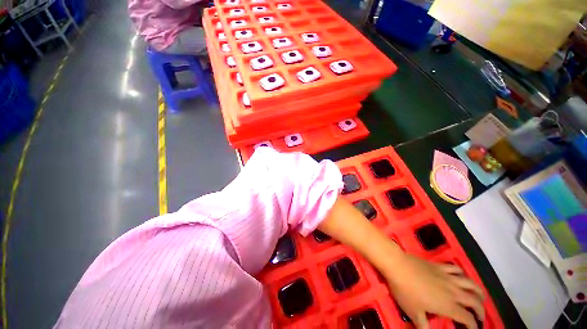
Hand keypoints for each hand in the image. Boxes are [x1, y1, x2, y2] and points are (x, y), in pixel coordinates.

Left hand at [383, 254, 484, 328]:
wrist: (397, 266)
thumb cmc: (405, 291)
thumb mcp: (414, 313)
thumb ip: (424, 328)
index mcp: (448, 305)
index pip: (467, 318)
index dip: (473, 326)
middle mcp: (453, 291)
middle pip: (474, 301)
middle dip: (480, 310)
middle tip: (480, 316)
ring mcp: (447, 276)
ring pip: (470, 283)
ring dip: (478, 291)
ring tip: (480, 297)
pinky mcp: (439, 266)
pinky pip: (456, 269)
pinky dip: (462, 274)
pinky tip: (462, 276)